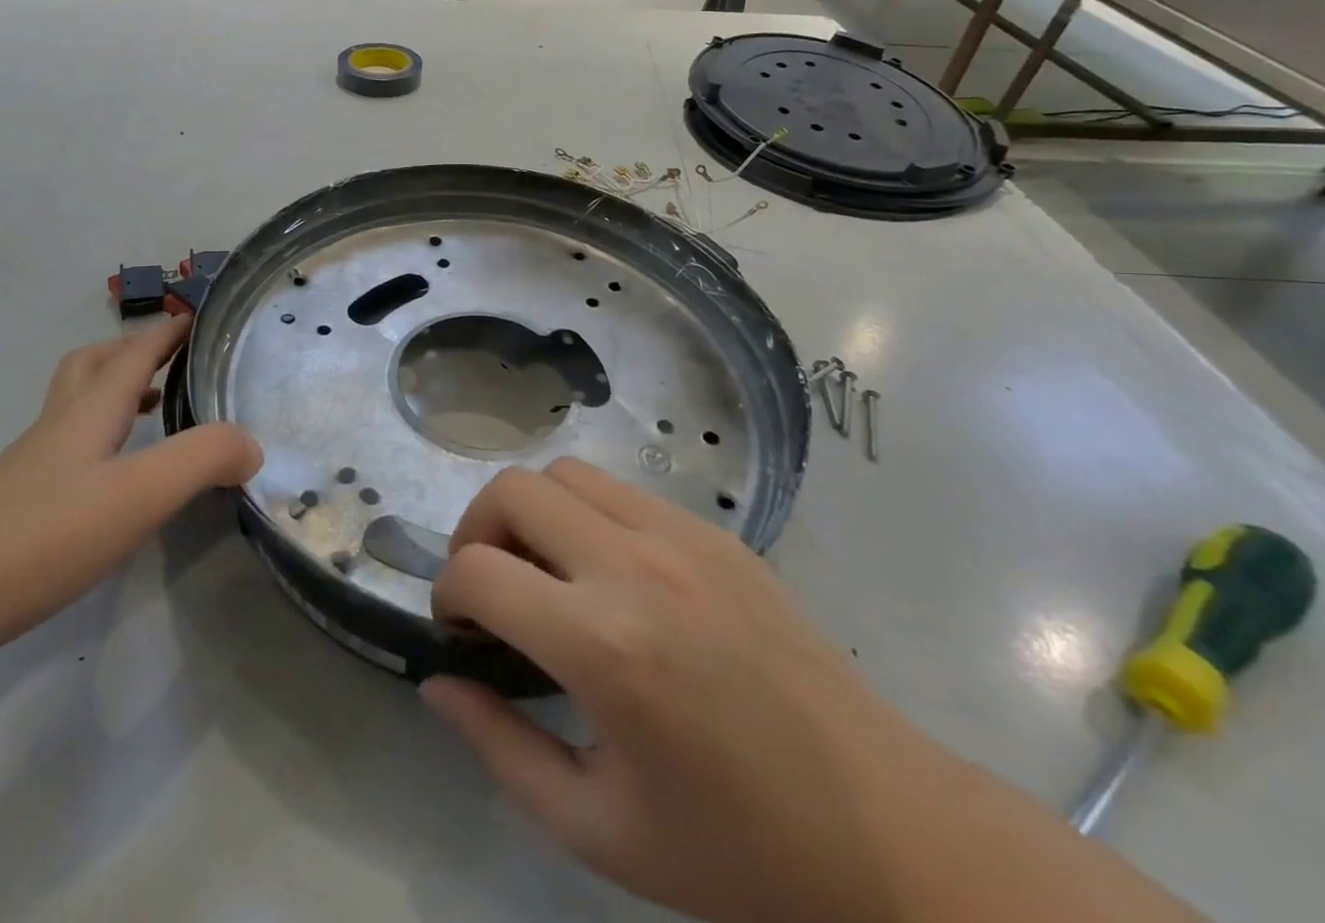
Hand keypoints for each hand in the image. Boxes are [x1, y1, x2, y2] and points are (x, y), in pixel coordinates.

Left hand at [0, 315, 261, 649]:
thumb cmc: (39, 539)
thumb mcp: (139, 494)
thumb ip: (204, 459)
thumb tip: (252, 445)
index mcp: (86, 414)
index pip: (132, 355)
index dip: (165, 333)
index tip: (194, 316)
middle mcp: (54, 431)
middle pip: (88, 368)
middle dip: (129, 353)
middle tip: (167, 362)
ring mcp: (25, 472)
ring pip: (71, 411)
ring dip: (109, 396)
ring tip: (145, 414)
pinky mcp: (8, 512)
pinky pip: (61, 454)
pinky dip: (92, 444)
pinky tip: (104, 485)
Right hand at [422, 458, 948, 922]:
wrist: (886, 833)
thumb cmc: (735, 851)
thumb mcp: (597, 828)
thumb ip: (500, 747)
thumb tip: (437, 682)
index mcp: (604, 646)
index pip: (478, 570)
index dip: (448, 595)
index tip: (461, 631)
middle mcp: (636, 566)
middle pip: (513, 490)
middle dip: (476, 531)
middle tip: (490, 589)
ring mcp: (683, 536)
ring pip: (566, 473)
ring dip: (532, 512)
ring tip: (544, 571)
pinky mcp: (717, 532)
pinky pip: (623, 491)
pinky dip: (588, 513)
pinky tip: (609, 573)